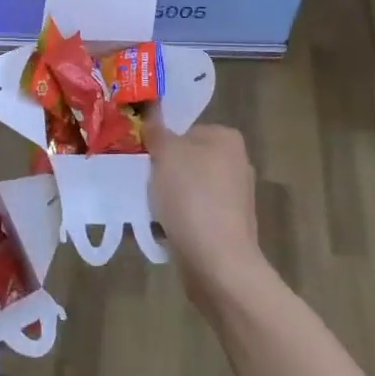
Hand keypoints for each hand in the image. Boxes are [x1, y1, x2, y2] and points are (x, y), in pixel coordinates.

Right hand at [147, 123, 265, 307]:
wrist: (217, 262)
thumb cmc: (192, 196)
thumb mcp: (166, 153)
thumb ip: (157, 131)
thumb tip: (153, 113)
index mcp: (227, 139)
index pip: (186, 129)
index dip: (161, 141)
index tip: (142, 156)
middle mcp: (236, 164)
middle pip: (186, 159)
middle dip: (163, 170)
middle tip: (138, 180)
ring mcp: (234, 199)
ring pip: (187, 188)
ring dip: (167, 197)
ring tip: (145, 207)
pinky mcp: (227, 228)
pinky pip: (193, 215)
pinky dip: (177, 219)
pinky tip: (159, 228)